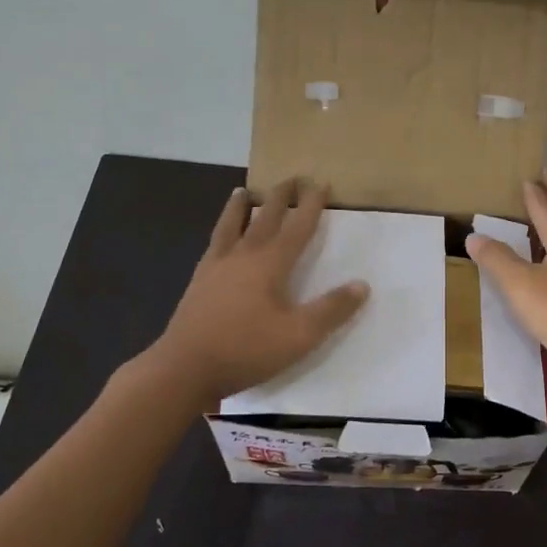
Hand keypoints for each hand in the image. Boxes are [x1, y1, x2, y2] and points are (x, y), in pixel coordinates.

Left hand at [147, 179, 369, 403]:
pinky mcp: (198, 282)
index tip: (321, 183)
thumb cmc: (246, 350)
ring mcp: (216, 267)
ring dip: (240, 207)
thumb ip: (331, 309)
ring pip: (231, 226)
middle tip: (291, 178)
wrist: (184, 368)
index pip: (297, 227)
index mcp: (269, 264)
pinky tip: (219, 239)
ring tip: (243, 190)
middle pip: (264, 218)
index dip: (311, 205)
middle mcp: (242, 256)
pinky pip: (213, 245)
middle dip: (280, 197)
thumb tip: (362, 285)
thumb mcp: (299, 336)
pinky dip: (220, 232)